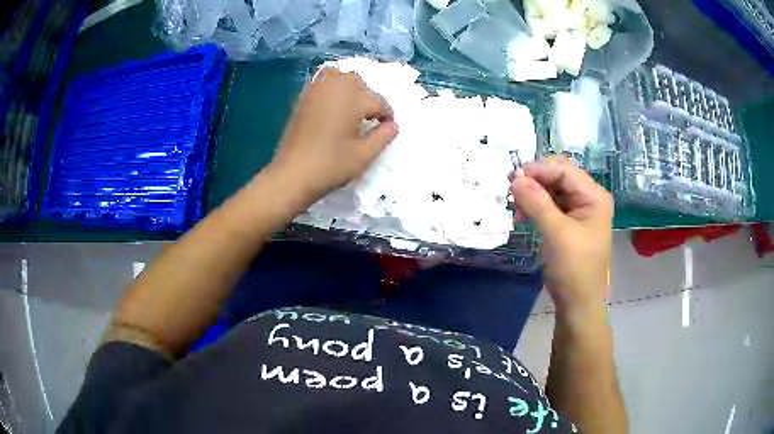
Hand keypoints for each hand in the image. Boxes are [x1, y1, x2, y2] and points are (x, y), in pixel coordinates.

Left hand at [267, 67, 398, 206]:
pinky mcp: (303, 98)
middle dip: (368, 98)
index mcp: (352, 98)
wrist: (292, 175)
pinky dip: (332, 89)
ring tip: (351, 110)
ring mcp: (315, 90)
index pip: (379, 102)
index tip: (386, 130)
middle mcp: (334, 87)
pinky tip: (333, 108)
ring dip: (349, 89)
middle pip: (359, 83)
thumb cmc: (330, 166)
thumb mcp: (364, 155)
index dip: (386, 117)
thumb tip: (393, 125)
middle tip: (369, 120)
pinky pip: (322, 83)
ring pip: (339, 77)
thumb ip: (383, 137)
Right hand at [509, 156, 612, 315]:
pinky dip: (535, 207)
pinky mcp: (569, 225)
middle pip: (559, 178)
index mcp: (594, 197)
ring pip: (553, 191)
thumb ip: (537, 203)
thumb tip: (515, 178)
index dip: (539, 170)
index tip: (513, 176)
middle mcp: (589, 199)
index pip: (565, 171)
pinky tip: (521, 215)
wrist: (578, 305)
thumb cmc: (574, 269)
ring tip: (513, 204)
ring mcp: (579, 212)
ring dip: (533, 194)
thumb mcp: (557, 234)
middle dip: (535, 180)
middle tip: (511, 188)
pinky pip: (551, 207)